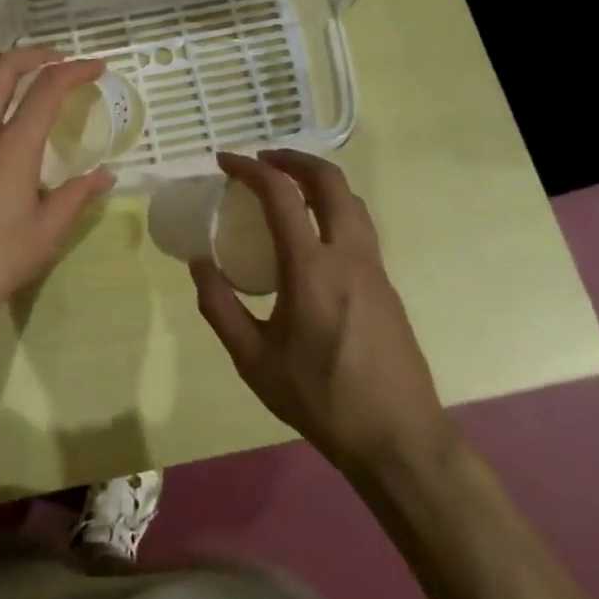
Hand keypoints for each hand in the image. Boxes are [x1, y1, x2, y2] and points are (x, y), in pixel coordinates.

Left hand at [0, 49, 115, 357]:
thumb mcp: (45, 235)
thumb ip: (76, 197)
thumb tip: (105, 176)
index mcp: (11, 148)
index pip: (46, 88)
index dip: (74, 70)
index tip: (96, 67)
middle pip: (2, 68)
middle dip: (35, 54)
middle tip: (61, 61)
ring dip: (9, 72)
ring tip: (34, 84)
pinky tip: (3, 122)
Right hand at [193, 150, 453, 473]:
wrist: (400, 440)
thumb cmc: (322, 399)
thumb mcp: (255, 362)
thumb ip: (220, 308)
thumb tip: (198, 264)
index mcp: (311, 268)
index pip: (281, 195)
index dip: (250, 168)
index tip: (225, 161)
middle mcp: (347, 255)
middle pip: (328, 180)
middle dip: (293, 158)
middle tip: (262, 160)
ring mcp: (374, 267)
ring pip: (351, 199)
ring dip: (317, 179)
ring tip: (288, 185)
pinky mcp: (386, 283)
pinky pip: (359, 224)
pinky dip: (333, 205)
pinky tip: (314, 231)